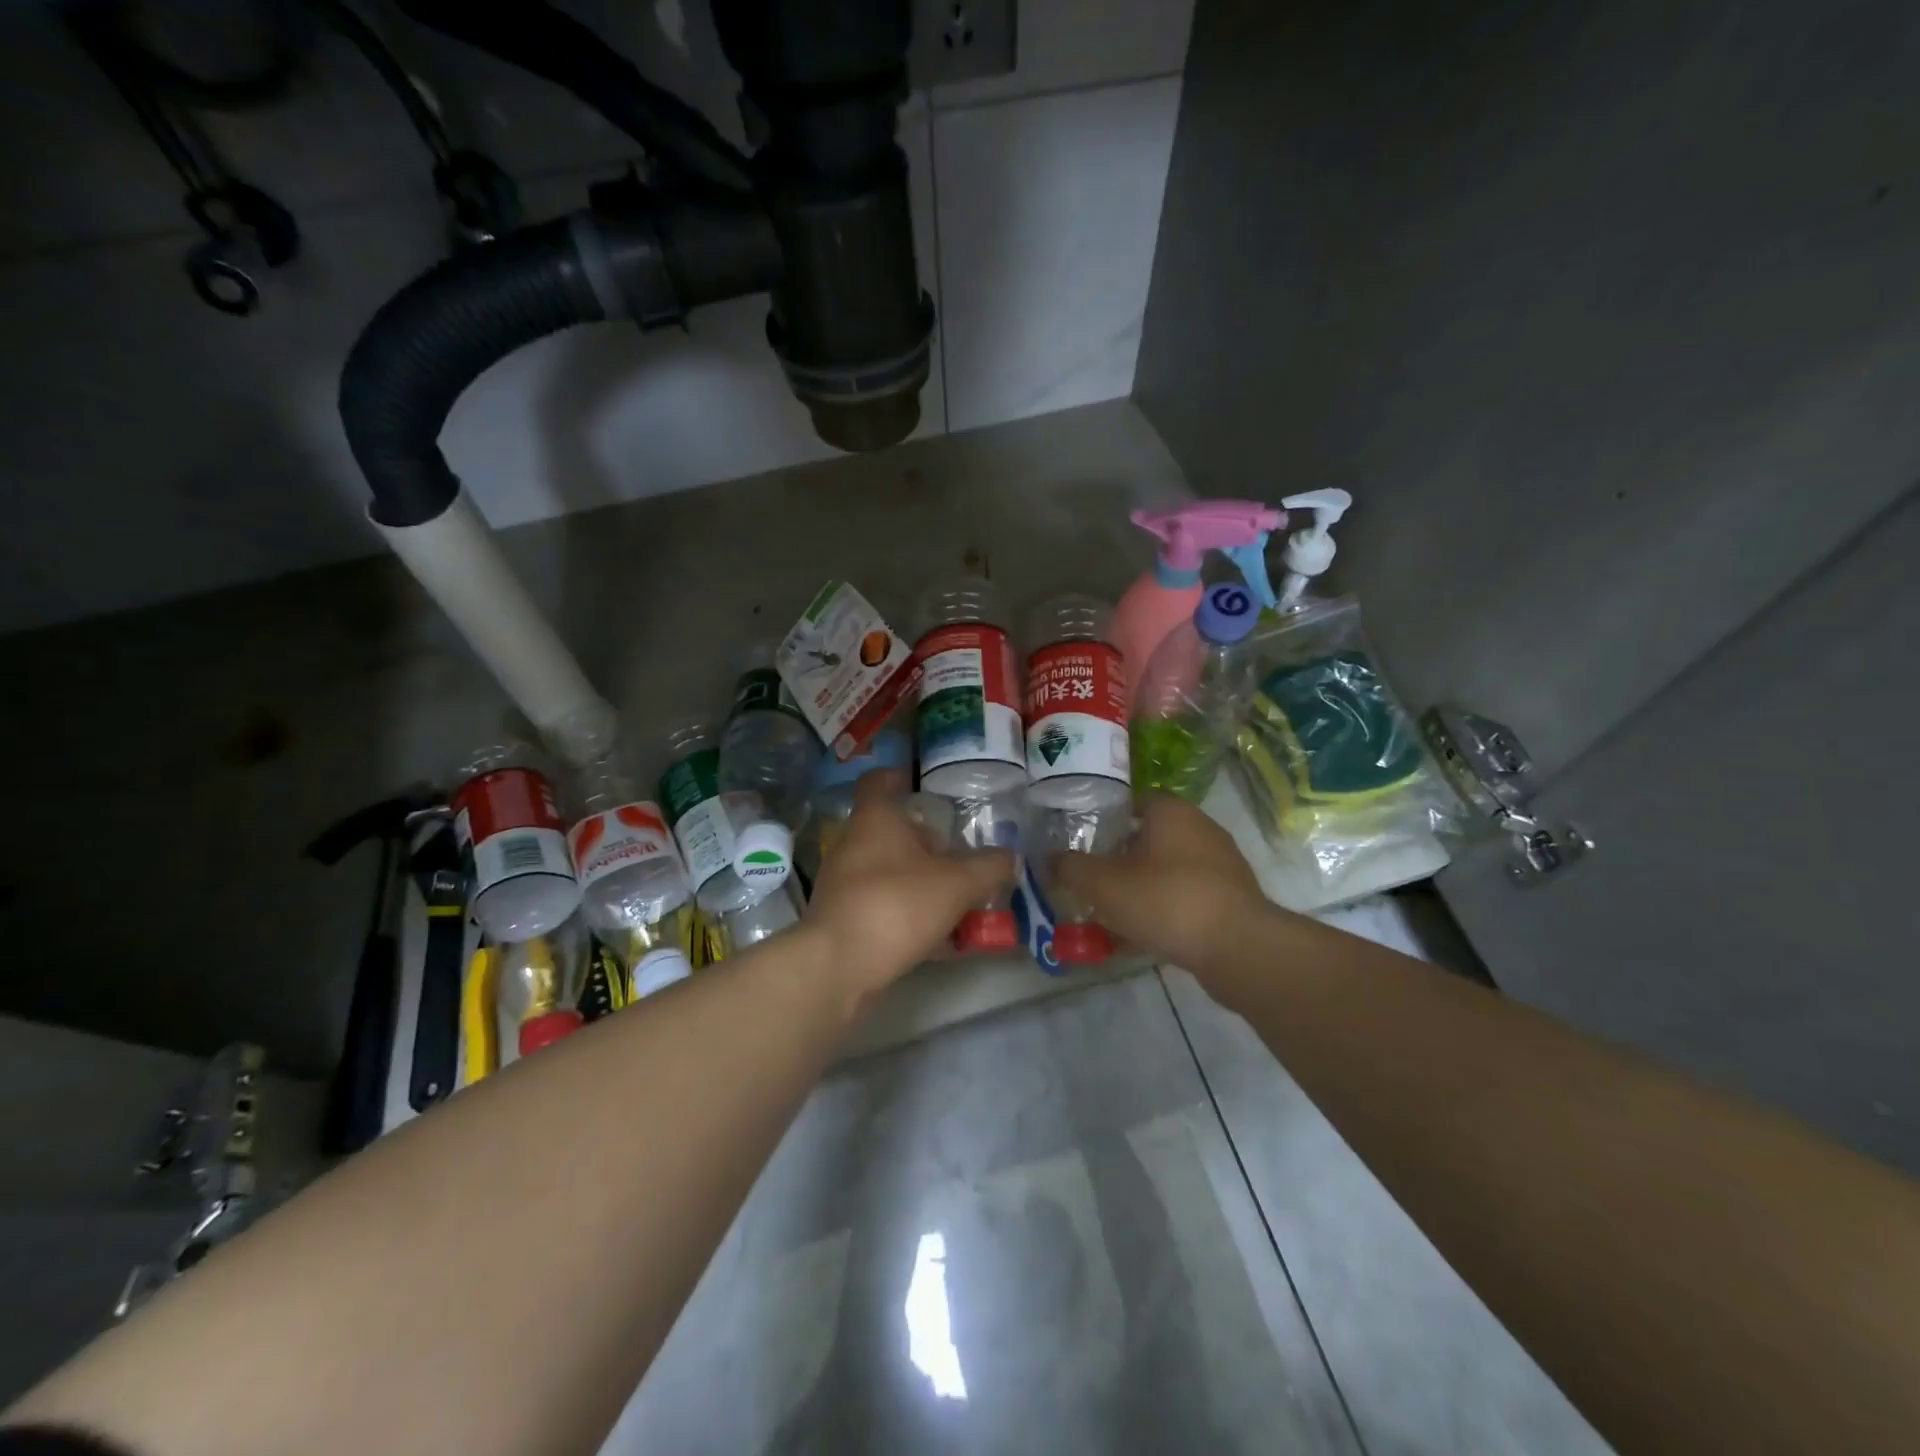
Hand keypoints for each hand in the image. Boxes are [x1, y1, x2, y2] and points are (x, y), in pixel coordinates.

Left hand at [804, 770, 1014, 999]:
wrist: (839, 966)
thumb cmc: (897, 905)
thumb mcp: (958, 884)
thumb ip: (989, 867)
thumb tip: (1011, 858)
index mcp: (874, 819)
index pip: (878, 781)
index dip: (898, 777)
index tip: (920, 785)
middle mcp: (853, 844)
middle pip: (890, 831)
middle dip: (926, 842)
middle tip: (959, 855)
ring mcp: (843, 884)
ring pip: (888, 872)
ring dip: (921, 881)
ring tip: (958, 899)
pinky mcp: (843, 919)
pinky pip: (883, 907)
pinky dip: (910, 915)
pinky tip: (941, 940)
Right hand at [1054, 791, 1266, 970]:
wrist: (1237, 947)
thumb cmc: (1165, 899)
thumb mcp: (1102, 883)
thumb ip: (1070, 868)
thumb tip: (1051, 860)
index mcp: (1171, 811)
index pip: (1131, 802)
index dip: (1104, 821)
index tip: (1083, 844)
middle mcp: (1200, 828)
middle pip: (1149, 838)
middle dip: (1120, 859)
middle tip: (1093, 881)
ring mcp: (1221, 864)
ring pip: (1167, 870)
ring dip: (1141, 888)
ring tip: (1113, 915)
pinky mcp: (1232, 898)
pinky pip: (1186, 897)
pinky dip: (1164, 910)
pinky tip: (1143, 938)